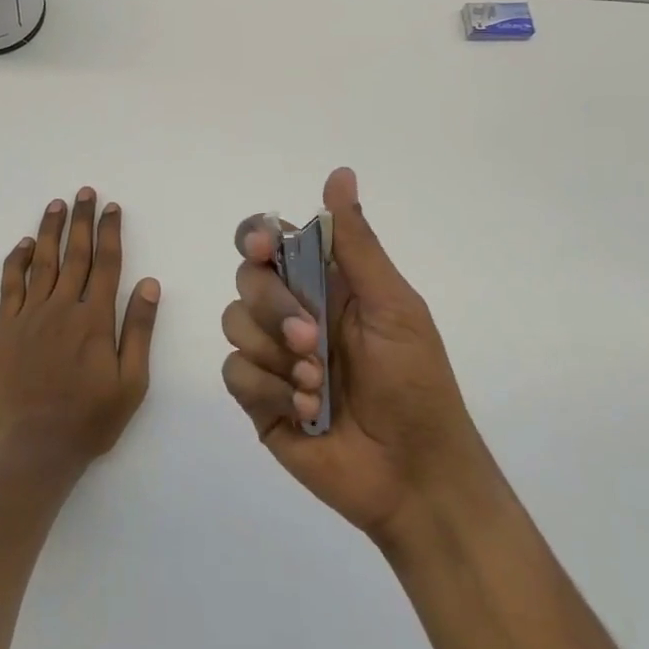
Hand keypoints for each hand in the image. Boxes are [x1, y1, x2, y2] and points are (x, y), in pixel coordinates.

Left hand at [0, 188, 160, 477]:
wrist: (34, 450)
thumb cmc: (90, 421)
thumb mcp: (131, 383)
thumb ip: (138, 331)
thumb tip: (148, 284)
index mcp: (95, 319)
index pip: (107, 264)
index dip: (110, 232)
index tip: (112, 208)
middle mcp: (62, 308)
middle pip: (75, 254)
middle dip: (82, 220)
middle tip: (85, 192)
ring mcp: (30, 316)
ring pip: (42, 262)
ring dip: (50, 230)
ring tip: (56, 204)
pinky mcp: (5, 329)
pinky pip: (10, 286)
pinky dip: (16, 261)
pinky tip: (23, 244)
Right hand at [221, 167, 490, 546]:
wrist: (414, 475)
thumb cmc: (415, 383)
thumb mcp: (393, 306)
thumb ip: (356, 243)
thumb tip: (339, 173)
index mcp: (326, 285)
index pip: (272, 243)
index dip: (258, 239)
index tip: (265, 250)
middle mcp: (292, 313)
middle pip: (246, 280)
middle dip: (274, 308)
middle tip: (313, 339)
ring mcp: (273, 357)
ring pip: (233, 323)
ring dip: (275, 354)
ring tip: (318, 387)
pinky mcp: (259, 400)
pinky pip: (234, 373)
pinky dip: (267, 389)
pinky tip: (304, 412)